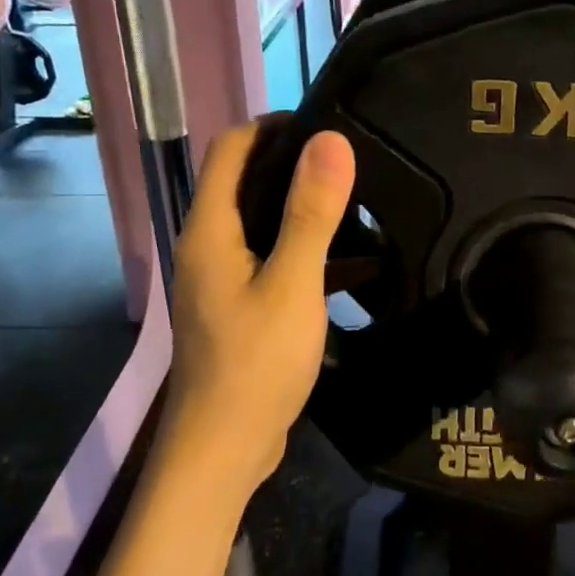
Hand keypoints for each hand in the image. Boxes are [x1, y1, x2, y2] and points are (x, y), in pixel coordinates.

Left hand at [164, 123, 355, 492]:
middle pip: (249, 183)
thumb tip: (329, 140)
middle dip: (297, 166)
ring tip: (363, 206)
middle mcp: (210, 246)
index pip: (231, 149)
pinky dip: (310, 256)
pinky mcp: (242, 308)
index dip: (273, 126)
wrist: (223, 450)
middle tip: (355, 163)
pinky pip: (277, 263)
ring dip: (309, 213)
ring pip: (267, 226)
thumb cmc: (254, 363)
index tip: (327, 124)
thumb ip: (311, 212)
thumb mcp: (292, 284)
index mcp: (211, 229)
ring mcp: (225, 280)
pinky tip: (357, 265)